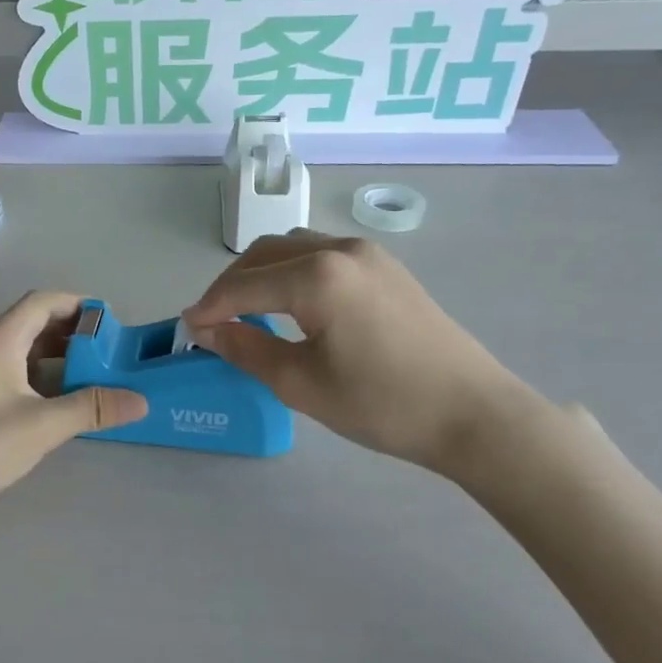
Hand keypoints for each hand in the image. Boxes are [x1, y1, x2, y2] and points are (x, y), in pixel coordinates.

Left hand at [0, 292, 148, 521]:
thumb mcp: (42, 426)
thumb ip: (91, 408)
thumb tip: (139, 400)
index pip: (43, 301)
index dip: (78, 305)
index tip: (110, 323)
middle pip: (30, 322)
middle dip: (70, 333)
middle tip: (106, 354)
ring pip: (17, 349)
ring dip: (52, 357)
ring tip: (86, 378)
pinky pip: (5, 370)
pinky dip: (33, 376)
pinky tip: (49, 403)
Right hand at [183, 231, 537, 478]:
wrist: (474, 414)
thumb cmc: (382, 404)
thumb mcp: (301, 384)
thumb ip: (246, 349)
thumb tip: (207, 330)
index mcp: (317, 276)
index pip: (243, 284)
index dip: (209, 307)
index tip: (187, 330)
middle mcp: (339, 249)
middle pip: (264, 255)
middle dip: (231, 285)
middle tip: (213, 323)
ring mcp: (368, 253)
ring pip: (293, 249)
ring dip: (261, 274)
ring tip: (247, 312)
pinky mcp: (386, 266)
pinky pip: (322, 255)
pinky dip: (292, 272)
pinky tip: (291, 305)